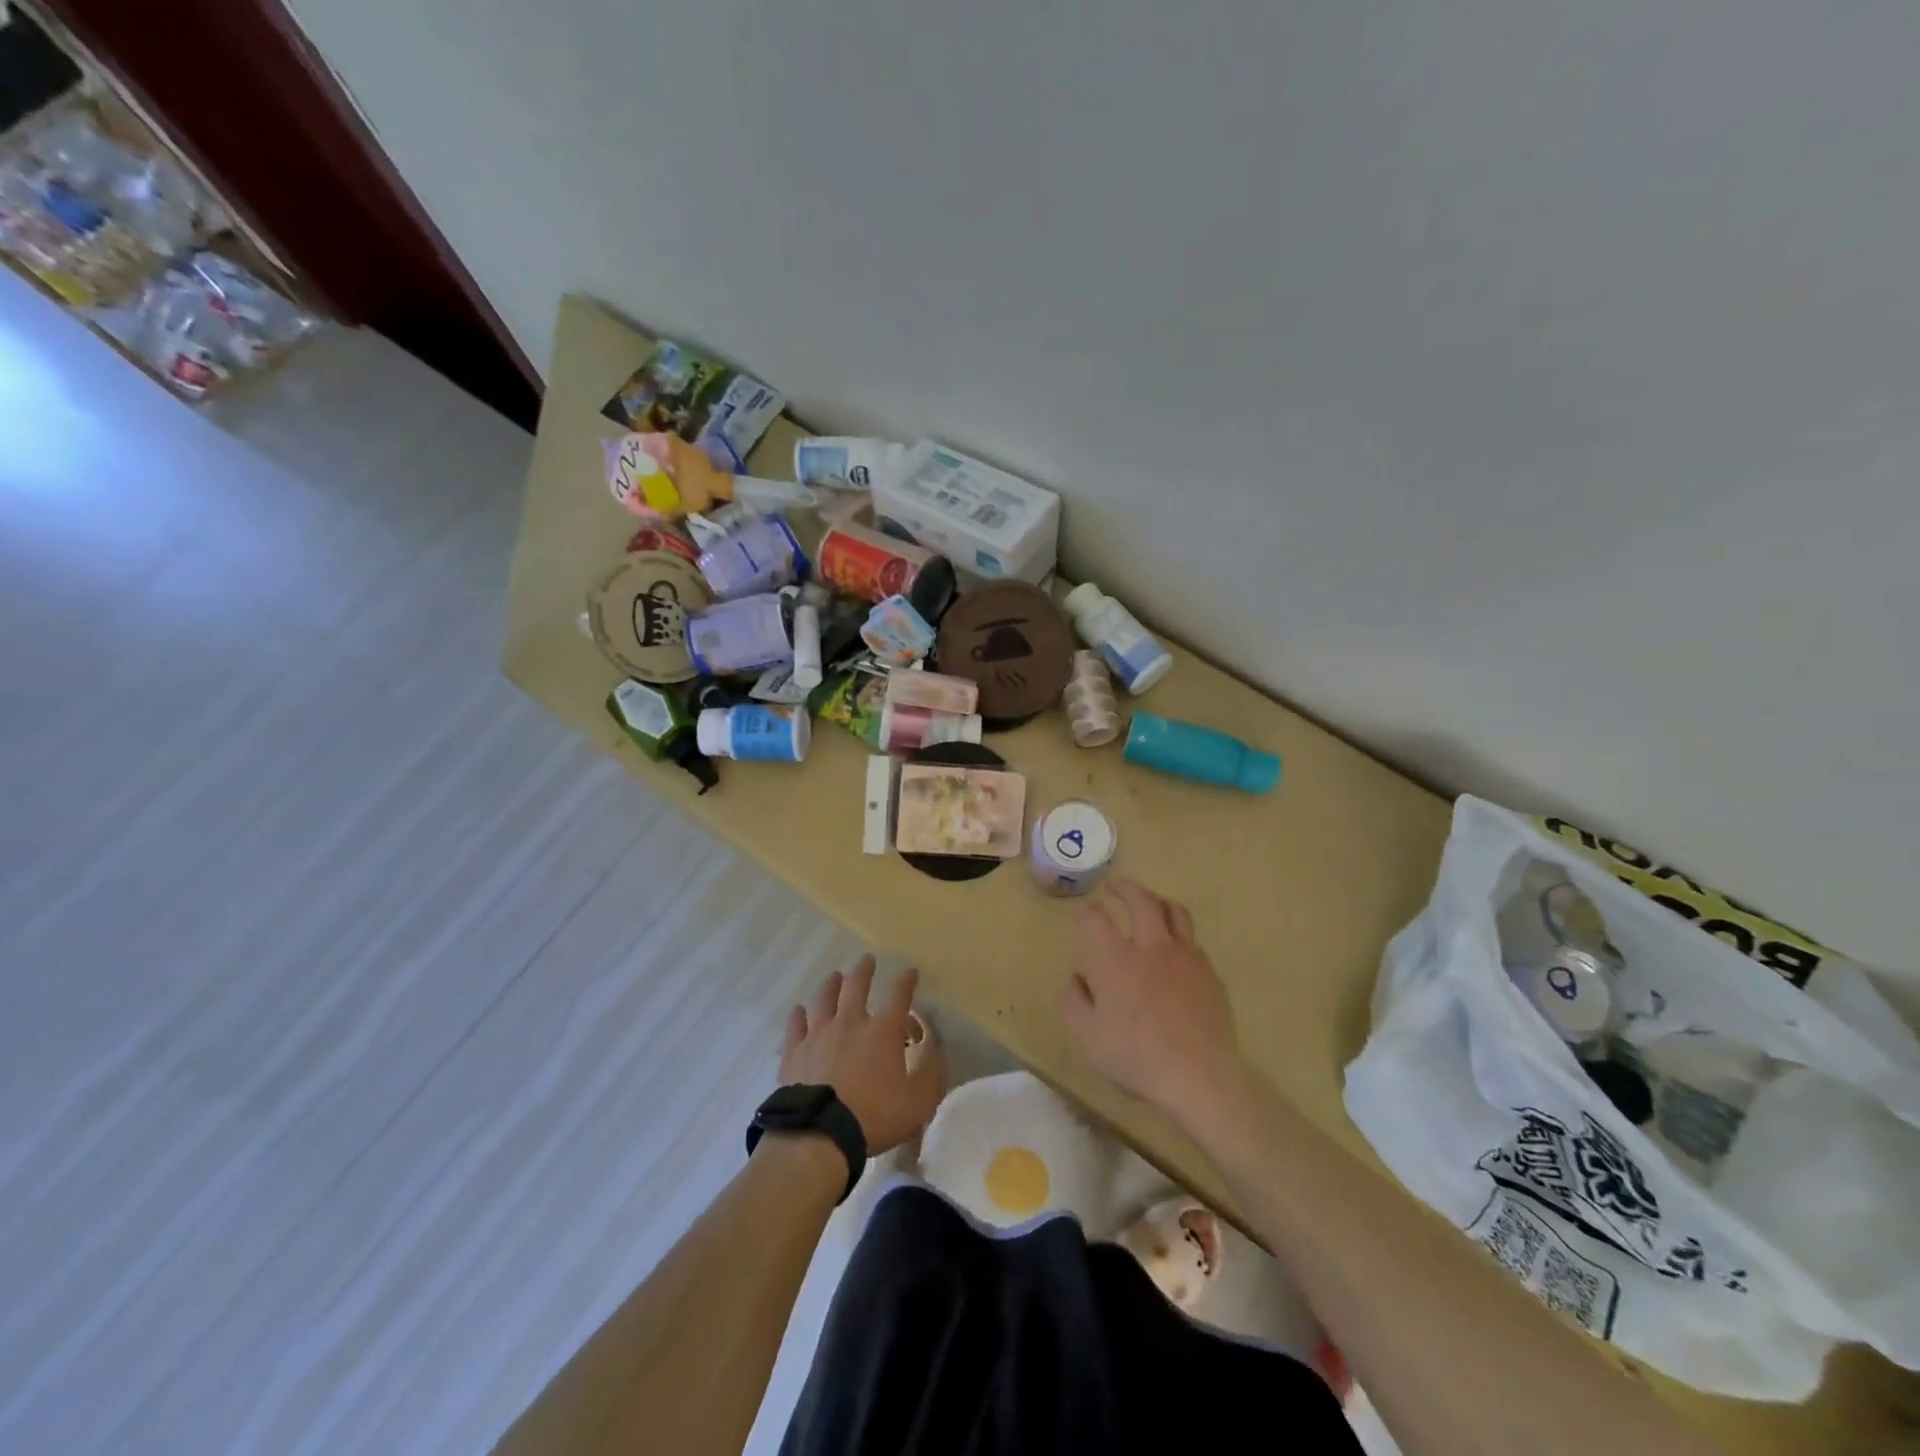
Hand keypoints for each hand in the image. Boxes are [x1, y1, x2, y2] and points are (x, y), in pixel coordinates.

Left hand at [781, 956, 943, 1155]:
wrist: (820, 1135)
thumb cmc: (874, 1117)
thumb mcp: (918, 1103)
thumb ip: (931, 1074)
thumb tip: (937, 1050)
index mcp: (883, 1032)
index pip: (898, 996)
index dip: (906, 981)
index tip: (910, 971)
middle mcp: (850, 1023)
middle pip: (856, 986)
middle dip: (864, 970)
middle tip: (867, 959)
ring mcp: (819, 1034)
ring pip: (824, 999)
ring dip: (831, 984)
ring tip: (834, 976)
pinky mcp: (794, 1051)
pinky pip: (795, 1025)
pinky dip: (799, 1015)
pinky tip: (799, 1010)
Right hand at [1063, 880, 1244, 1126]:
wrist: (1198, 1076)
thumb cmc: (1135, 1056)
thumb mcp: (1086, 1037)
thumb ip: (1074, 1002)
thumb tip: (1077, 979)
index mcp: (1117, 959)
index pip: (1095, 918)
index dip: (1085, 910)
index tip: (1080, 911)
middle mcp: (1152, 947)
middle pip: (1141, 900)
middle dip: (1125, 888)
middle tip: (1115, 887)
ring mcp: (1186, 958)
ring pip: (1175, 912)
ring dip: (1158, 901)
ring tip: (1151, 904)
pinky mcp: (1210, 974)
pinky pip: (1193, 942)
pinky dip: (1179, 936)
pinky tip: (1175, 950)